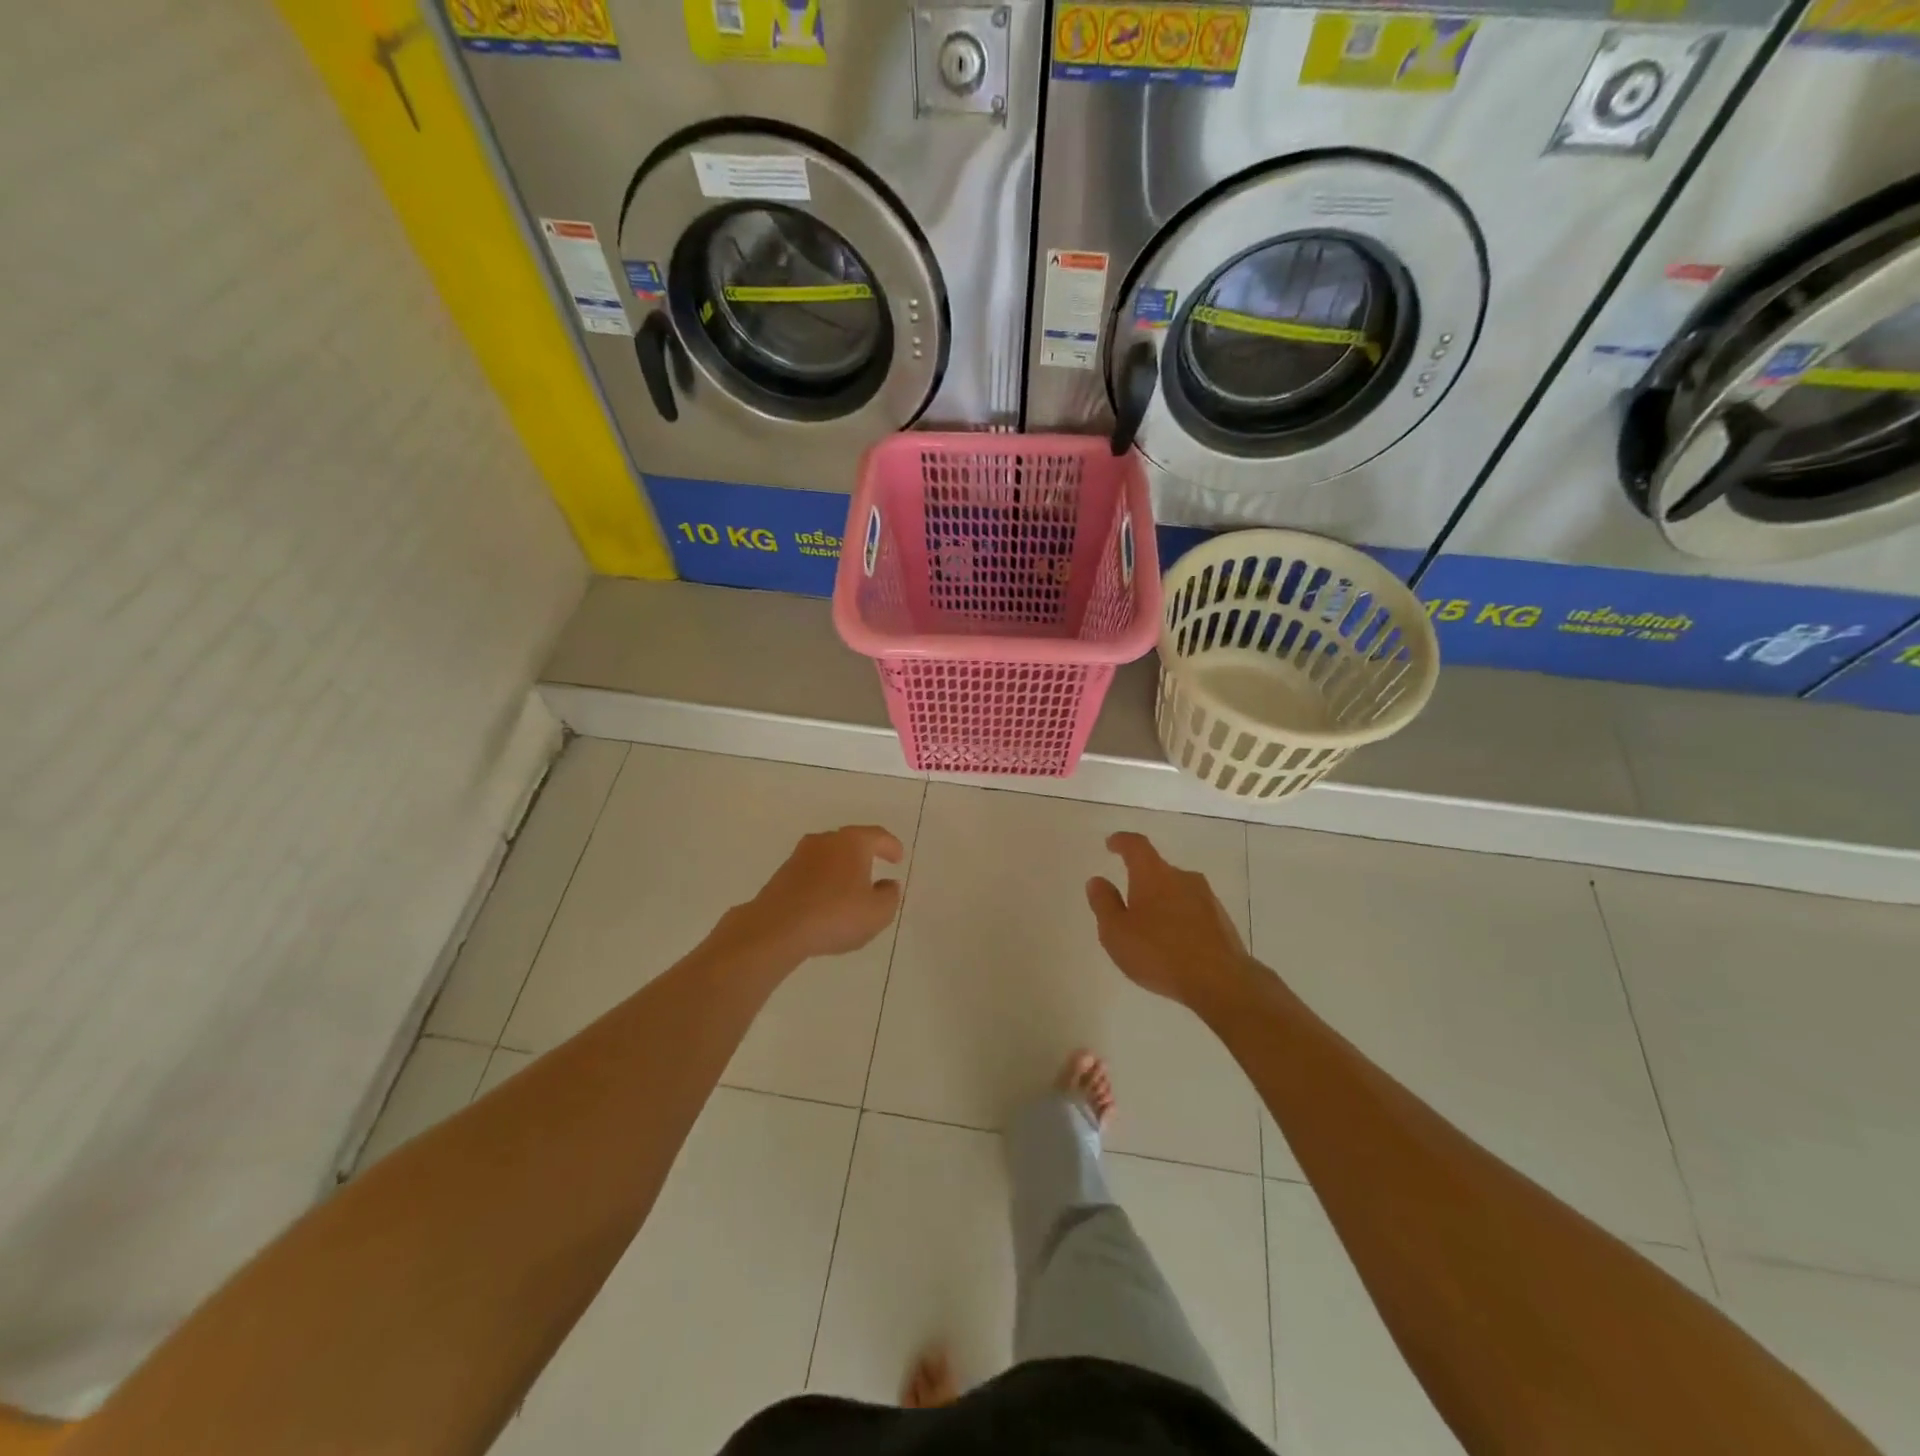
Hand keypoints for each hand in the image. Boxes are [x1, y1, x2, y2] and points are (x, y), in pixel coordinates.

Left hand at [732, 825, 905, 961]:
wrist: (777, 928)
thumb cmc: (835, 915)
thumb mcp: (877, 913)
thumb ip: (890, 896)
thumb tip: (888, 885)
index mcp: (852, 842)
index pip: (877, 836)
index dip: (890, 846)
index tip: (897, 858)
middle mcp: (825, 840)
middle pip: (851, 841)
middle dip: (865, 854)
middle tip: (876, 867)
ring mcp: (800, 855)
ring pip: (829, 856)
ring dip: (841, 868)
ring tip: (850, 888)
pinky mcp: (782, 873)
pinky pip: (812, 871)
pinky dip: (823, 880)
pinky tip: (827, 900)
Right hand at [1086, 832, 1252, 1008]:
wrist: (1221, 982)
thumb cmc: (1160, 953)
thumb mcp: (1116, 932)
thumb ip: (1104, 903)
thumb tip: (1097, 880)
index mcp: (1153, 874)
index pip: (1136, 846)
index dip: (1122, 842)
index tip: (1112, 844)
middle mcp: (1182, 878)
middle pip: (1158, 869)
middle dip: (1141, 881)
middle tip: (1127, 903)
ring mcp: (1207, 898)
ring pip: (1177, 891)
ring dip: (1162, 902)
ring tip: (1150, 929)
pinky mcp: (1222, 921)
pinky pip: (1193, 911)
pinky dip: (1179, 919)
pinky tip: (1173, 944)